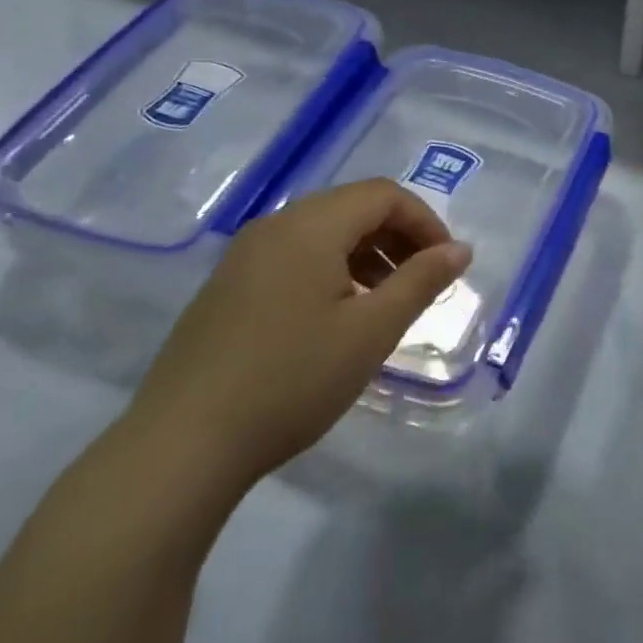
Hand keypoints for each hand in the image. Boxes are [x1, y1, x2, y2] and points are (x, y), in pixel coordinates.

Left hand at [129, 180, 470, 484]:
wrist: (181, 447)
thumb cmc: (291, 381)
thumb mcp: (371, 331)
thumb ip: (421, 281)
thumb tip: (460, 249)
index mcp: (311, 225)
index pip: (384, 194)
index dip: (426, 221)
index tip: (447, 265)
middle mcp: (276, 225)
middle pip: (353, 206)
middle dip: (398, 236)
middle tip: (422, 281)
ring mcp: (245, 255)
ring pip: (323, 231)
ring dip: (367, 252)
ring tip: (386, 300)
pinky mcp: (227, 285)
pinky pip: (294, 255)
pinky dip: (332, 269)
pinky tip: (337, 315)